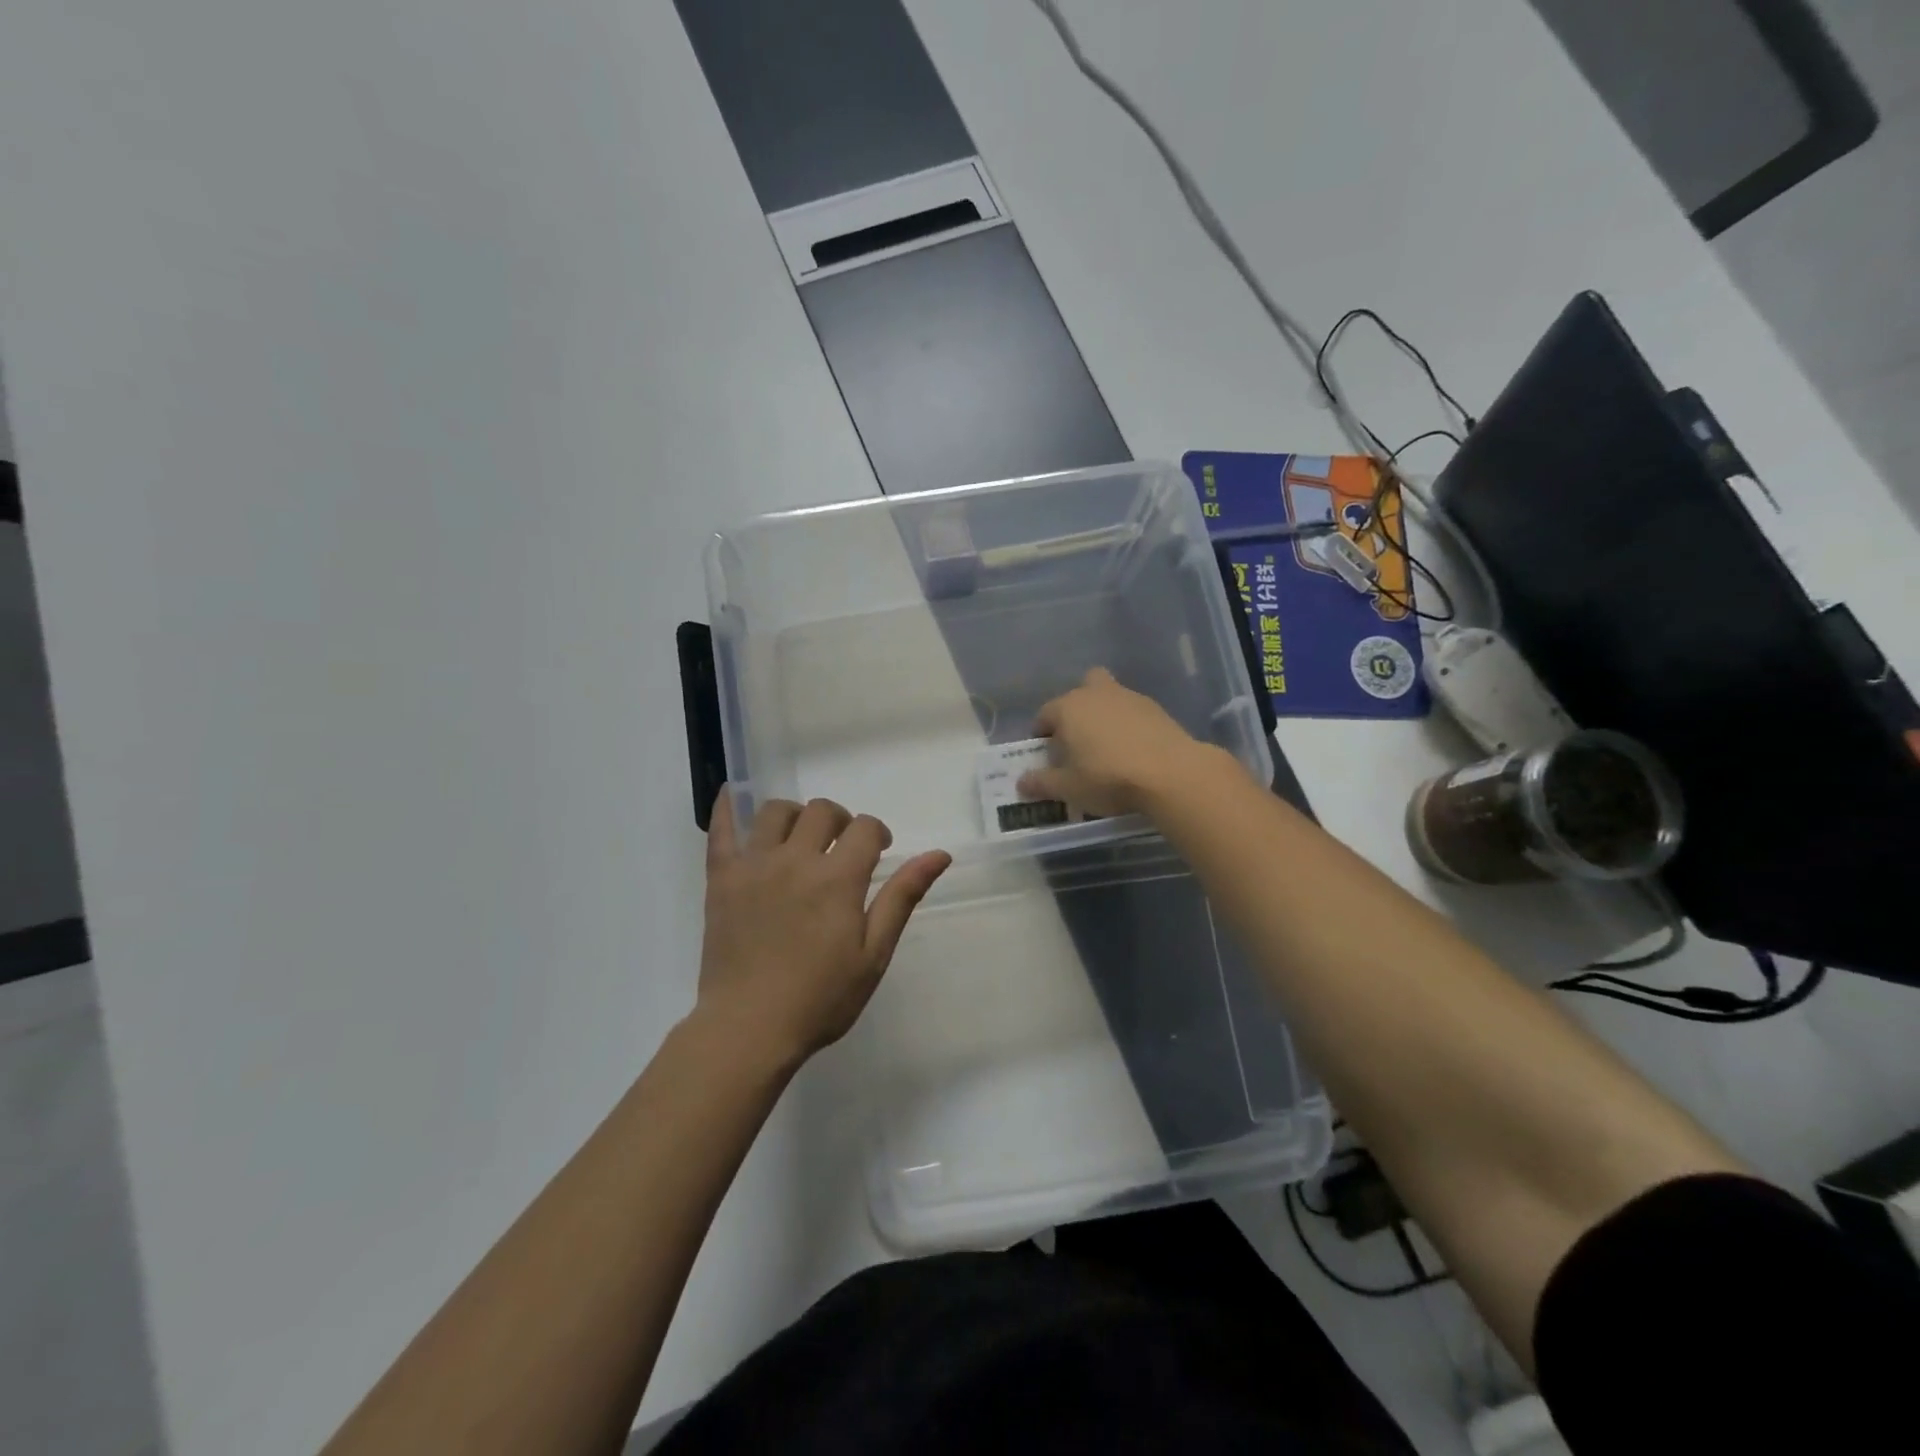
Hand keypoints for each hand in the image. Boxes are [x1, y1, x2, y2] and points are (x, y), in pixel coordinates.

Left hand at [696, 789, 950, 1067]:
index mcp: (837, 878)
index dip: (877, 833)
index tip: (879, 851)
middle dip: (841, 820)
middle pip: (822, 811)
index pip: (865, 828)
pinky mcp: (722, 879)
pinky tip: (735, 796)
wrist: (748, 1028)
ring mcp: (754, 866)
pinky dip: (728, 808)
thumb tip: (940, 854)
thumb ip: (902, 897)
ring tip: (799, 839)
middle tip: (842, 847)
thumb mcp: (873, 953)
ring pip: (776, 812)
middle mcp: (796, 860)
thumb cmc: (820, 998)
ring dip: (795, 815)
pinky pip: (721, 830)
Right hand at [1017, 667, 1229, 816]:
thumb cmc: (1107, 777)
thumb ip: (1041, 783)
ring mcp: (1129, 697)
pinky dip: (1129, 725)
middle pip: (1081, 690)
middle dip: (1076, 710)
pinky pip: (1133, 712)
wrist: (1170, 773)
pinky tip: (1134, 750)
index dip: (1042, 735)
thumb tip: (1021, 782)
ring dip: (1104, 715)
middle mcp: (1096, 693)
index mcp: (1068, 708)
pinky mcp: (1156, 708)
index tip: (1047, 757)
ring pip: (1109, 697)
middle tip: (1079, 741)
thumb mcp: (1068, 788)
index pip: (1044, 715)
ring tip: (1108, 749)